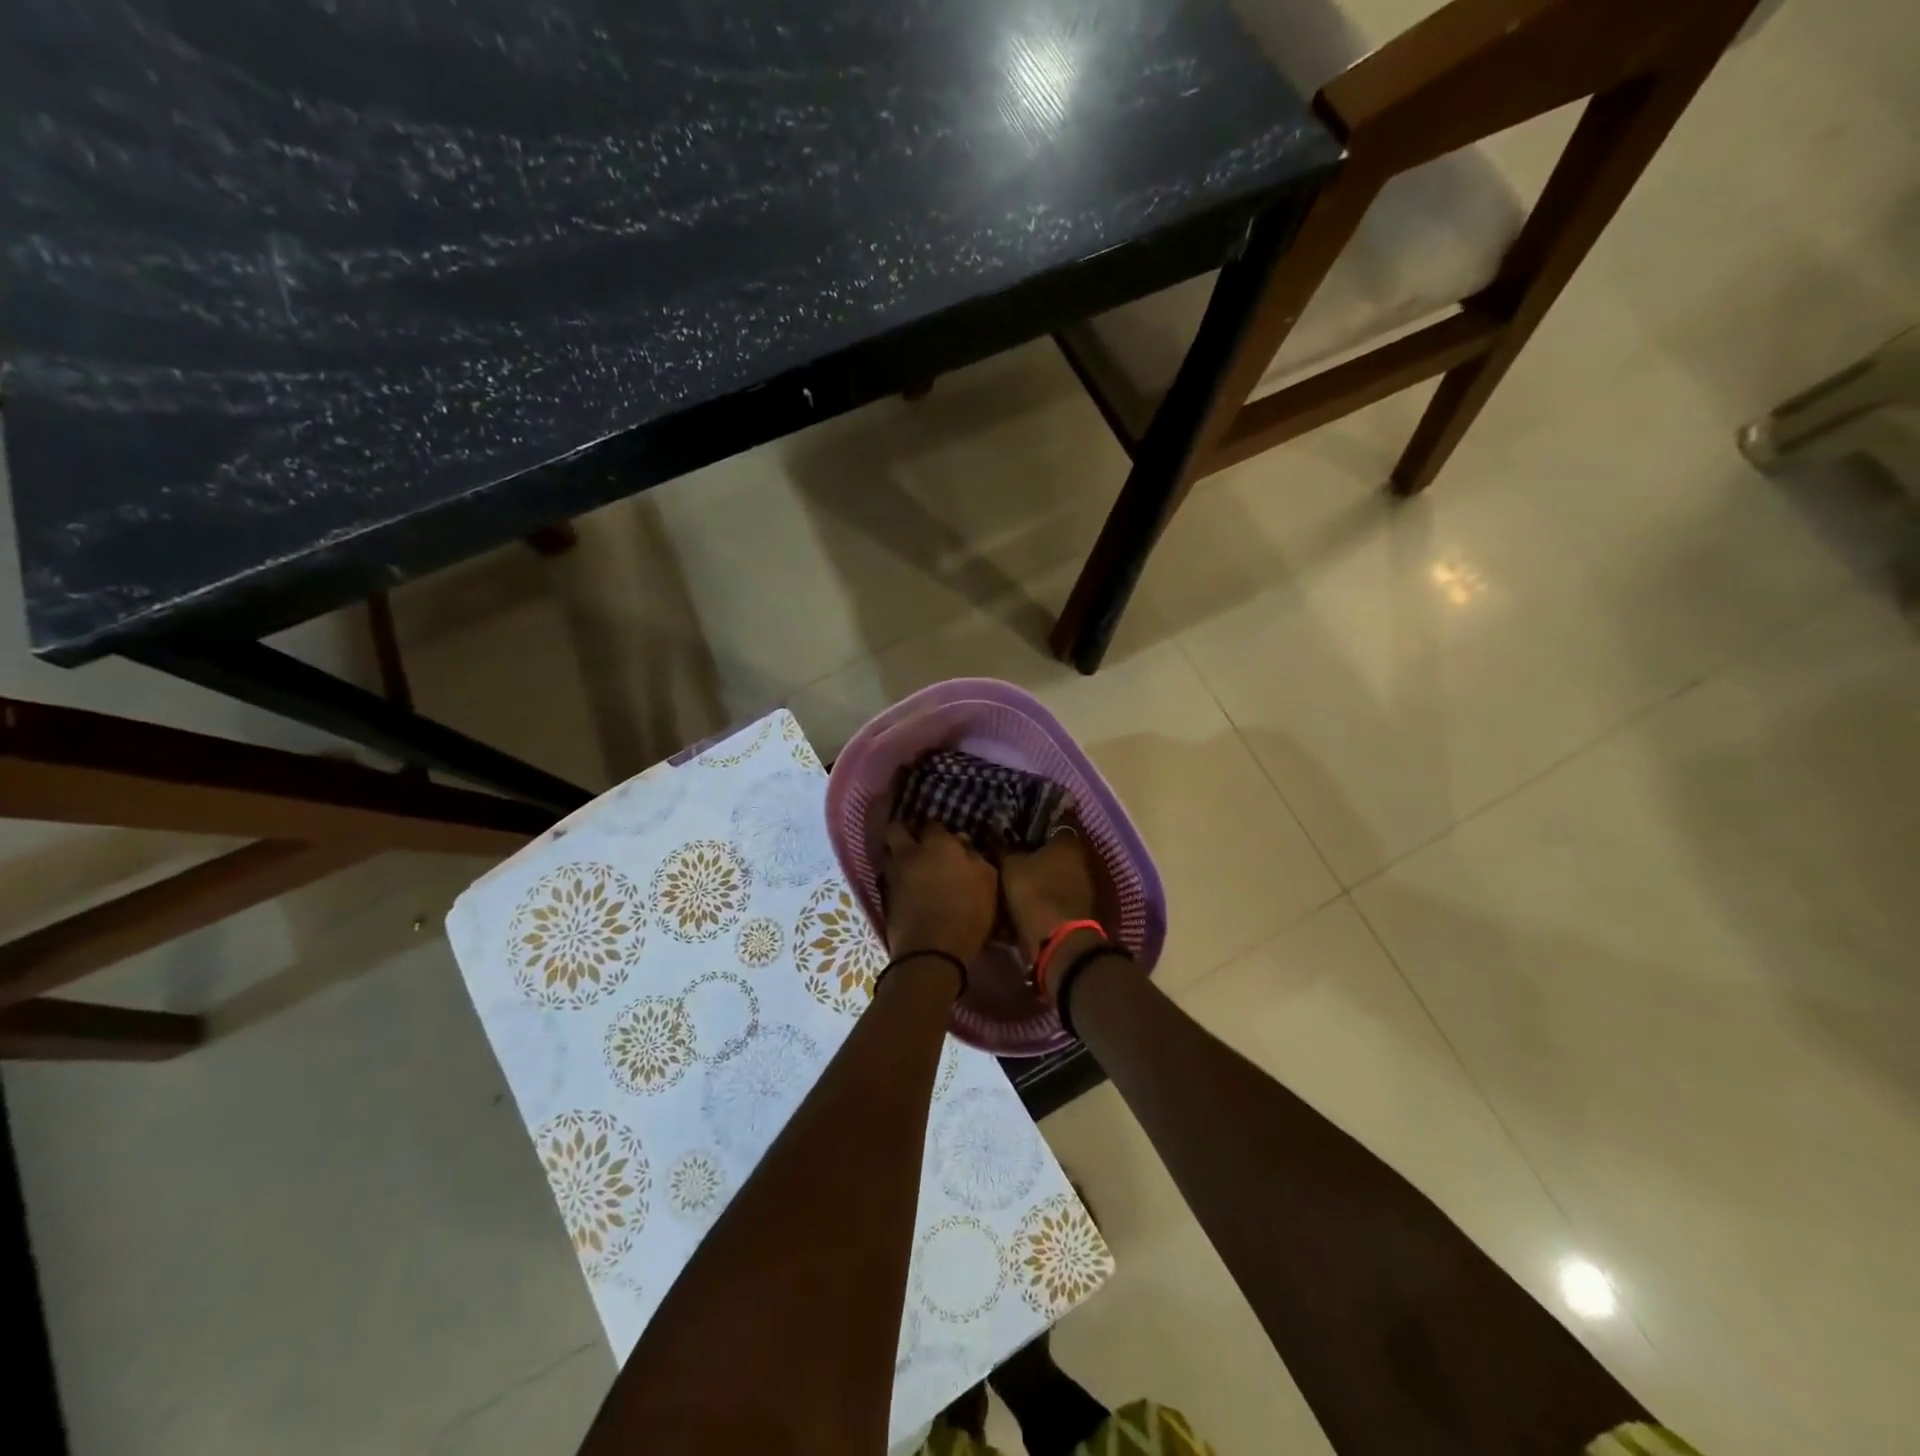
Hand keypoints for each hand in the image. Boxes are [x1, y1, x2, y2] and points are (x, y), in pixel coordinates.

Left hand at [881, 822, 997, 965]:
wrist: (931, 952)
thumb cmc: (967, 914)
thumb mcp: (988, 882)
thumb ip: (976, 858)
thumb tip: (963, 844)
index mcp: (937, 844)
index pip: (932, 824)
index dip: (937, 829)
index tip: (944, 837)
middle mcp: (910, 853)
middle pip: (897, 829)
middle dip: (904, 831)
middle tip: (917, 842)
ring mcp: (893, 875)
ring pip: (889, 854)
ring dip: (898, 856)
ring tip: (913, 868)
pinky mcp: (883, 898)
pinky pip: (888, 878)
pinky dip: (897, 879)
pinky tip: (908, 888)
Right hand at [1000, 827, 1098, 961]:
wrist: (1057, 942)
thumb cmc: (1034, 893)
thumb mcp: (1009, 866)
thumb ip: (1003, 849)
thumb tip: (996, 839)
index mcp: (1067, 841)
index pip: (1048, 824)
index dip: (1027, 827)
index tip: (1009, 831)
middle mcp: (1080, 859)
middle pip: (1050, 851)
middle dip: (1030, 854)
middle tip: (1006, 856)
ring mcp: (1082, 885)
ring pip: (1051, 875)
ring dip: (1035, 878)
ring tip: (1009, 880)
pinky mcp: (1078, 908)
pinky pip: (1053, 895)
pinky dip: (1040, 897)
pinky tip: (1021, 901)